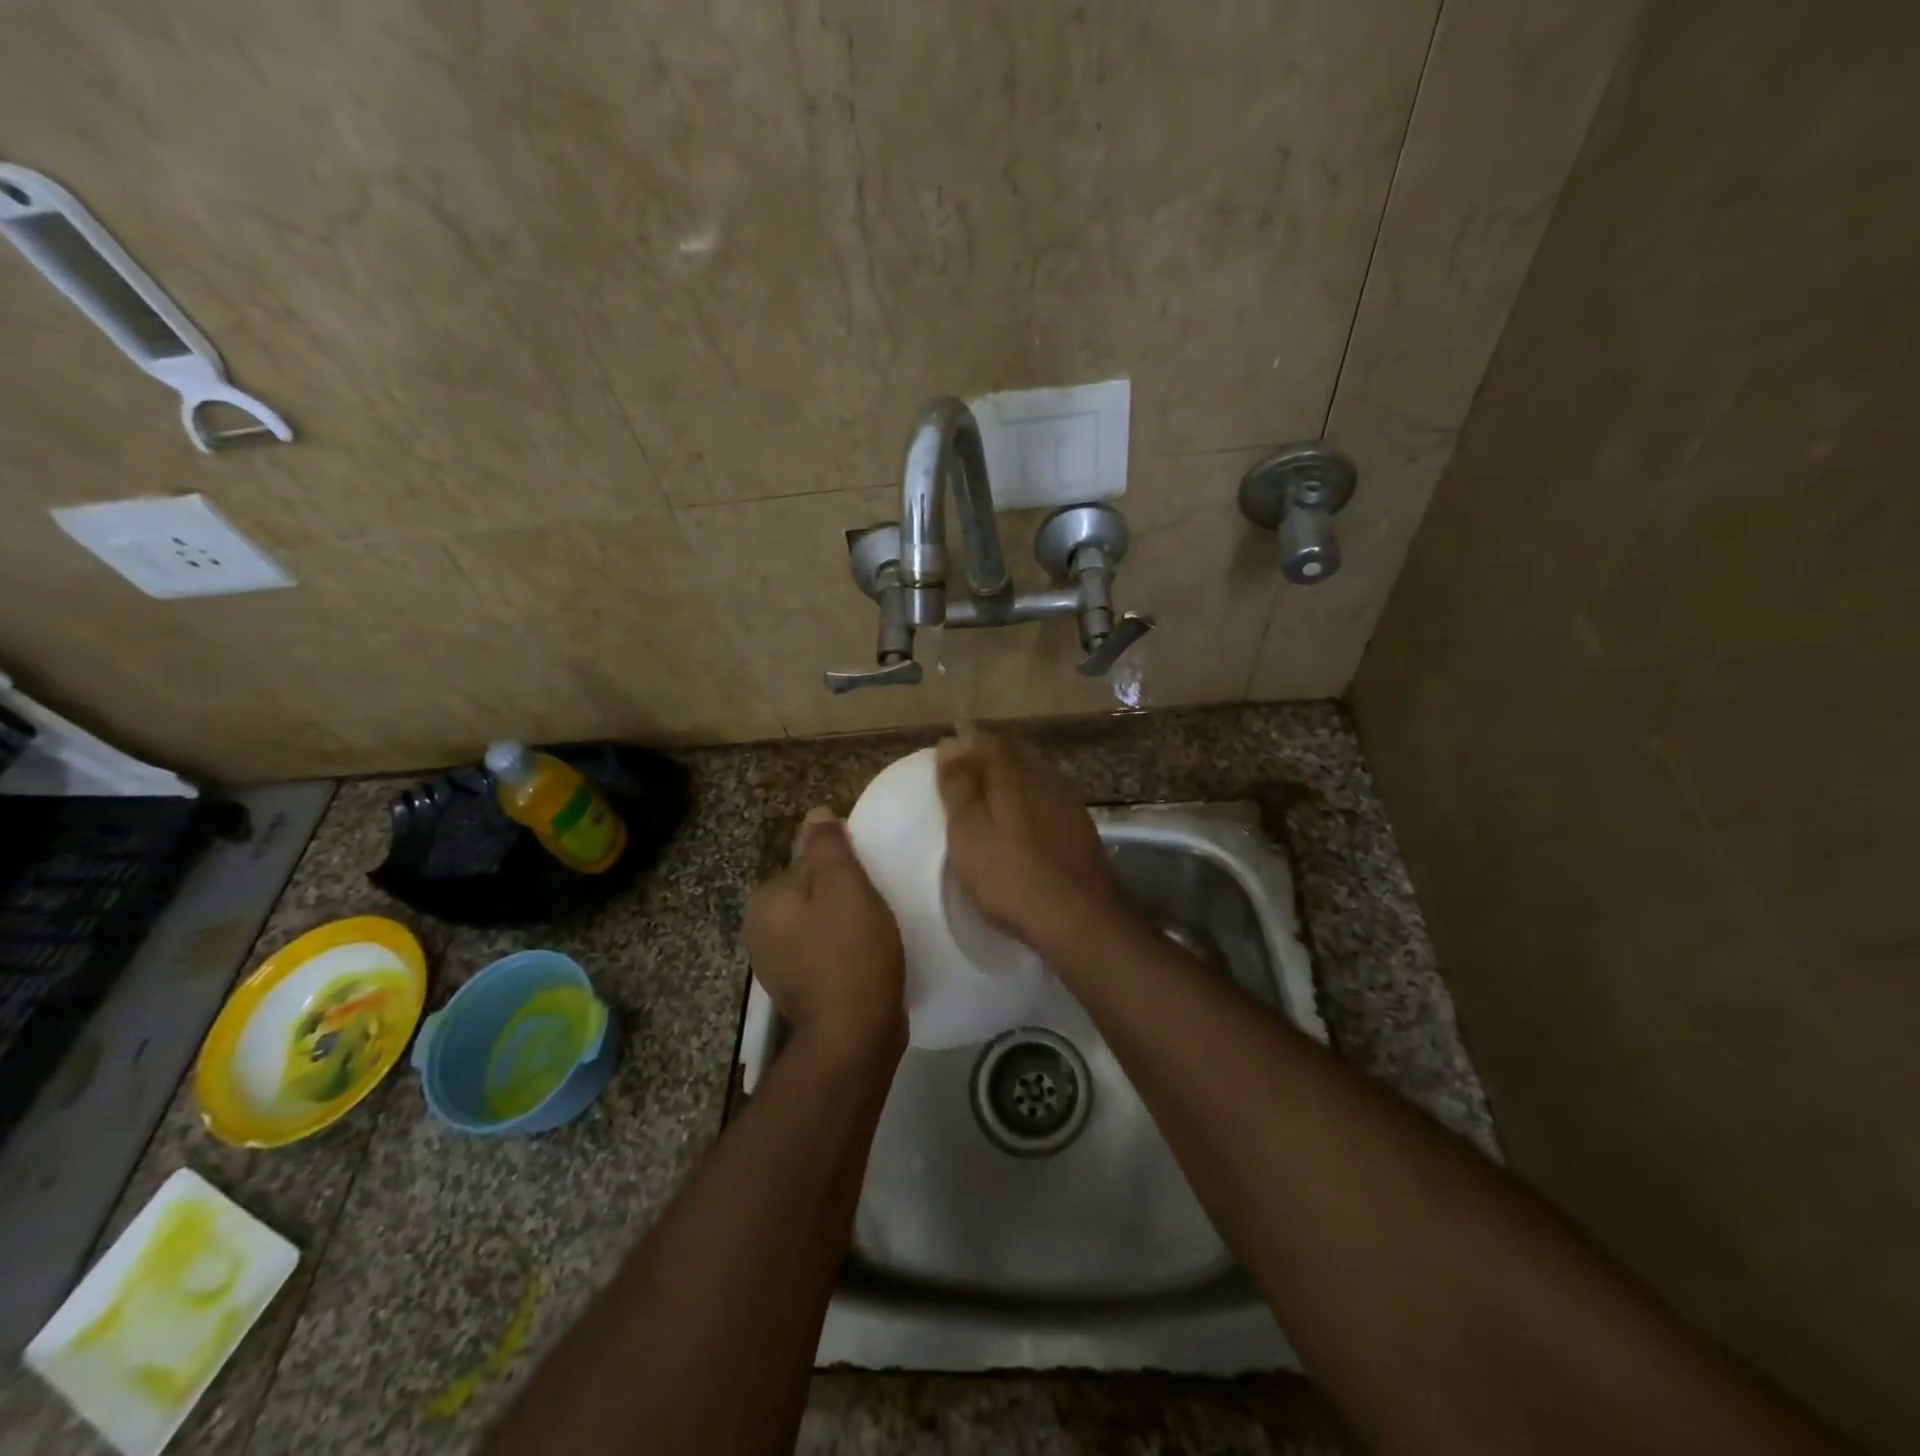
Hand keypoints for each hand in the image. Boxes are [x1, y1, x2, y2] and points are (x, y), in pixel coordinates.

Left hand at [744, 808, 905, 1060]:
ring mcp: (777, 965)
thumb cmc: (851, 952)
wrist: (854, 1036)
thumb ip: (828, 846)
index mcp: (764, 901)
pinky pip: (824, 953)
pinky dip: (844, 951)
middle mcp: (760, 931)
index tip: (870, 884)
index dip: (845, 869)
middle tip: (877, 909)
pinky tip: (867, 959)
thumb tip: (816, 814)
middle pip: (813, 894)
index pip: (808, 863)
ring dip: (846, 925)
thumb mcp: (844, 886)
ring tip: (877, 935)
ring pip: (820, 924)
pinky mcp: (799, 990)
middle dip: (844, 897)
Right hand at [936, 733, 1125, 955]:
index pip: (986, 740)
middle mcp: (1045, 776)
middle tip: (962, 785)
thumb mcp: (969, 834)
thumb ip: (958, 787)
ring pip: (1032, 774)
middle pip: (1012, 753)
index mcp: (1014, 773)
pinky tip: (1021, 825)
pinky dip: (1028, 801)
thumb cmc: (1010, 877)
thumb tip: (950, 744)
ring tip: (988, 805)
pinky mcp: (1081, 824)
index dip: (964, 746)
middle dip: (986, 760)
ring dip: (1009, 780)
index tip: (945, 765)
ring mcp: (1068, 799)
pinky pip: (1047, 797)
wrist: (1078, 917)